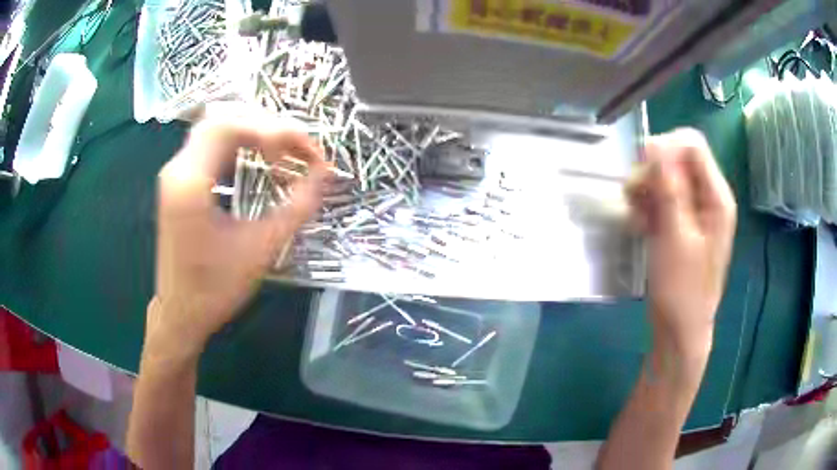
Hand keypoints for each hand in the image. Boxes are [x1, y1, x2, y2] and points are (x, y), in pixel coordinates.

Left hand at [148, 111, 328, 356]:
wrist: (181, 314)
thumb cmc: (216, 289)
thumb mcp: (261, 248)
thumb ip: (297, 207)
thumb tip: (326, 175)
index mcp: (190, 183)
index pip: (231, 127)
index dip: (274, 131)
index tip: (307, 152)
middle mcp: (177, 169)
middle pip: (223, 120)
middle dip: (266, 127)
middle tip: (297, 148)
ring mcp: (174, 174)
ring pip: (215, 129)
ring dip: (252, 132)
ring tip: (282, 151)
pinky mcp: (178, 183)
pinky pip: (209, 146)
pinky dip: (238, 144)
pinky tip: (257, 160)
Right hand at [626, 128, 735, 359]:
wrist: (680, 329)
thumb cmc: (681, 288)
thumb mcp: (674, 236)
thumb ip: (668, 188)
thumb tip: (655, 144)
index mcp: (716, 197)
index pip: (692, 145)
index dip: (665, 147)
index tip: (641, 169)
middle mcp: (708, 197)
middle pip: (678, 159)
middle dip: (652, 171)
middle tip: (632, 195)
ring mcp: (696, 211)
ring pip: (668, 178)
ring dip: (647, 190)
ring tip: (635, 216)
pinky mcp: (683, 224)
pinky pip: (664, 199)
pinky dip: (649, 206)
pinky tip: (640, 225)